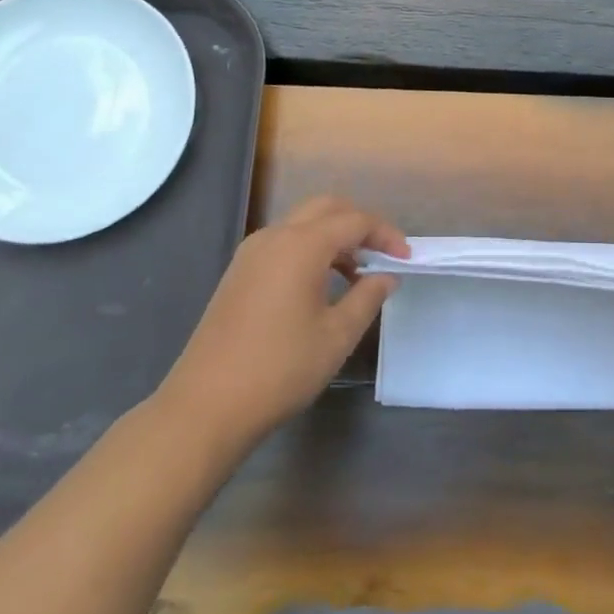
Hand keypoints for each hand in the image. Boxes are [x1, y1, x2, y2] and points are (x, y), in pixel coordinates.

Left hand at [159, 196, 408, 449]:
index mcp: (301, 246)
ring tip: (357, 273)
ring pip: (302, 224)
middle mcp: (274, 238)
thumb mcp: (337, 335)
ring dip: (334, 236)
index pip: (355, 221)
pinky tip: (321, 285)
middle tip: (383, 255)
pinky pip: (283, 243)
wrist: (206, 404)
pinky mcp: (238, 273)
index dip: (386, 235)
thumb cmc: (281, 369)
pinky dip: (310, 250)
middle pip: (326, 208)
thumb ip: (367, 297)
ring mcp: (251, 254)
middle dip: (359, 224)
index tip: (406, 259)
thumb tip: (386, 276)